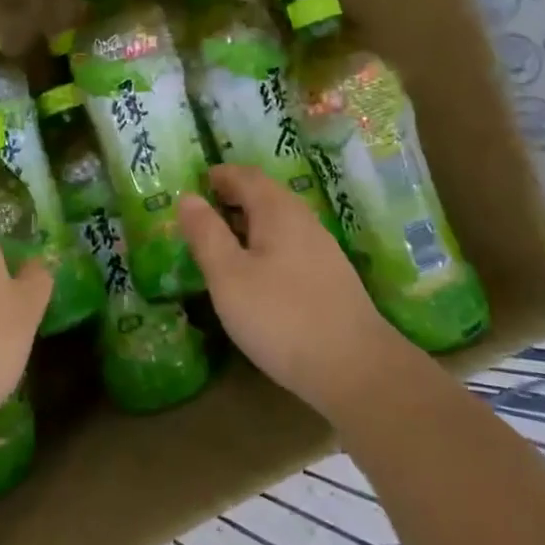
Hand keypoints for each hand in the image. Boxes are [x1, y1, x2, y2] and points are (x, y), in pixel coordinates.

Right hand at [178, 164, 414, 421]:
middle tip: (200, 214)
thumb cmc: (281, 317)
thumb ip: (206, 233)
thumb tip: (187, 197)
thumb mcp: (228, 276)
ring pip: (279, 222)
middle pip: (265, 195)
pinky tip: (255, 274)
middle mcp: (303, 221)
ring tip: (221, 244)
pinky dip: (265, 246)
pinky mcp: (330, 278)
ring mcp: (322, 250)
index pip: (246, 175)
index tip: (193, 183)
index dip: (218, 175)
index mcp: (278, 211)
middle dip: (232, 197)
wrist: (356, 369)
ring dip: (248, 223)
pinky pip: (290, 245)